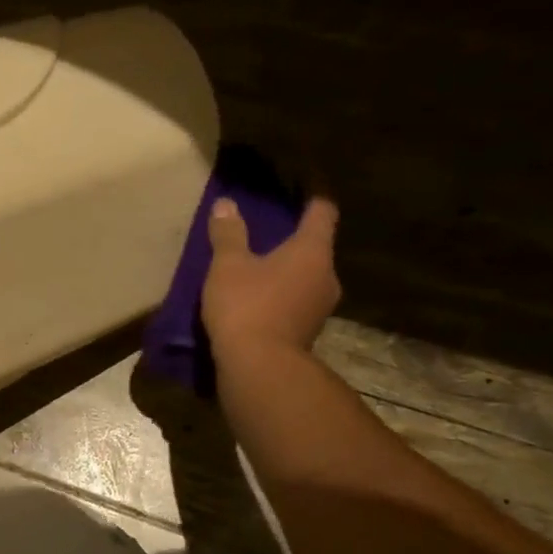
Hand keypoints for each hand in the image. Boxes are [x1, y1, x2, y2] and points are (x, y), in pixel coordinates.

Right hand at [201, 195, 340, 355]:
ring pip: (306, 278)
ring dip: (286, 273)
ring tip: (258, 271)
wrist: (259, 367)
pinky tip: (258, 302)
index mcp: (312, 250)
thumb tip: (226, 203)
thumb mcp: (228, 266)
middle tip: (269, 235)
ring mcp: (320, 307)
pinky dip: (281, 297)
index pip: (322, 212)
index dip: (313, 197)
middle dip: (294, 241)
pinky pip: (296, 303)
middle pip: (315, 248)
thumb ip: (228, 234)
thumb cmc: (246, 305)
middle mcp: (327, 275)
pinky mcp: (308, 332)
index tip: (304, 186)